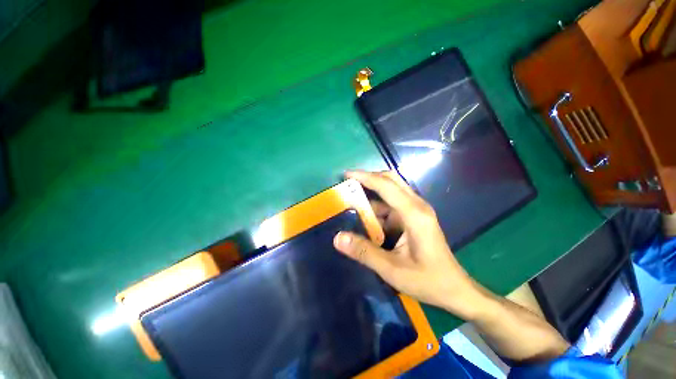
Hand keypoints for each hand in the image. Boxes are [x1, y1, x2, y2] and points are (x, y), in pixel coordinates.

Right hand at [333, 170, 487, 320]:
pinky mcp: (414, 217)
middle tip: (349, 184)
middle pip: (391, 181)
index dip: (365, 177)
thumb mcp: (392, 270)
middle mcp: (416, 206)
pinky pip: (392, 205)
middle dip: (369, 179)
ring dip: (372, 195)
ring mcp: (416, 210)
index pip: (386, 186)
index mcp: (414, 214)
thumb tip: (337, 237)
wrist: (454, 289)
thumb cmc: (427, 280)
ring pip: (391, 192)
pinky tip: (367, 220)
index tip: (346, 175)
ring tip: (352, 203)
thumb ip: (364, 252)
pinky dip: (378, 208)